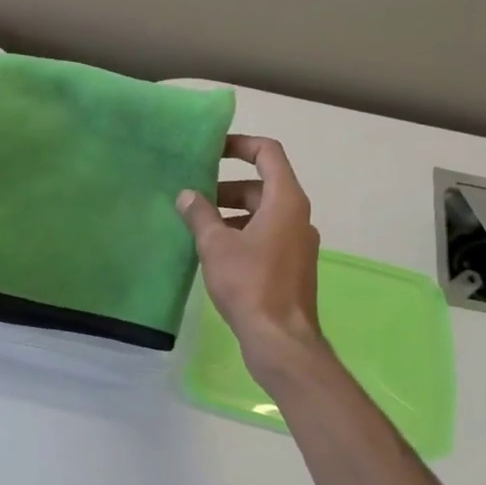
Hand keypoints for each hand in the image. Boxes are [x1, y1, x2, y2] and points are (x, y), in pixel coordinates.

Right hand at [177, 135, 326, 381]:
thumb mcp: (215, 245)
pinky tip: (216, 252)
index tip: (212, 150)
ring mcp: (298, 242)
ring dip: (232, 213)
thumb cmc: (249, 284)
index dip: (241, 144)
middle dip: (227, 187)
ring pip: (263, 213)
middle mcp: (298, 216)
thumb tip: (186, 195)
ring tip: (198, 225)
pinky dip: (243, 233)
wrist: (281, 340)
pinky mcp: (293, 266)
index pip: (268, 153)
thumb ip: (200, 215)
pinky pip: (267, 235)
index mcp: (286, 201)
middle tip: (195, 196)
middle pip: (263, 185)